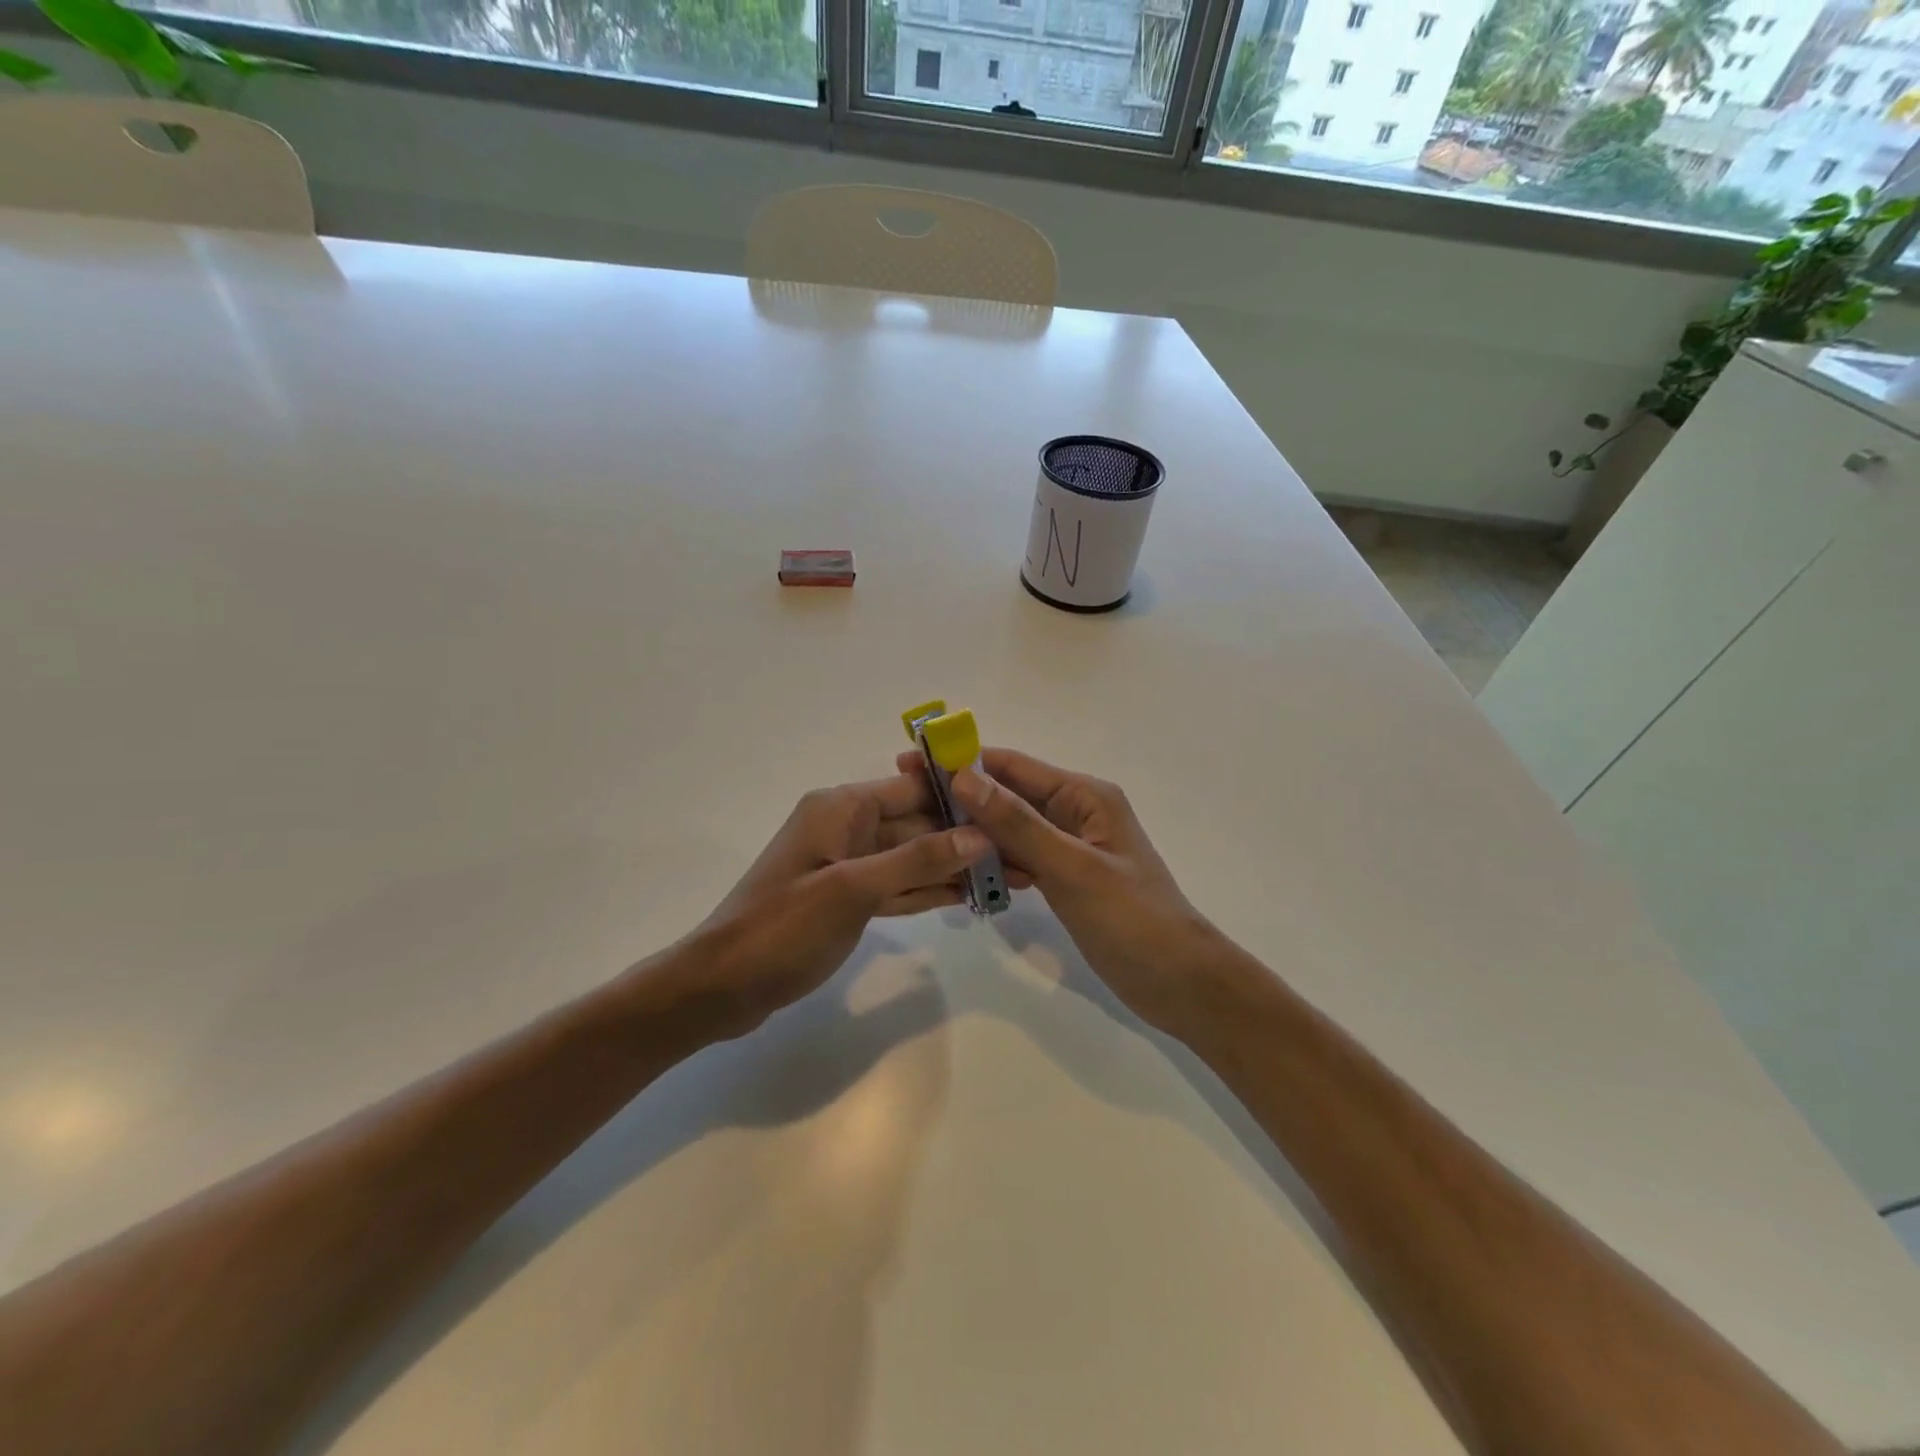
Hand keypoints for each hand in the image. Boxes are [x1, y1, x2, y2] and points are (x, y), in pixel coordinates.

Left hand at [677, 774, 990, 1038]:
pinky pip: (897, 887)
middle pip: (917, 825)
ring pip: (912, 859)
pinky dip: (927, 891)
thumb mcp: (852, 889)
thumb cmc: (782, 928)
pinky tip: (967, 896)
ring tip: (1009, 877)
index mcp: (841, 808)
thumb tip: (978, 834)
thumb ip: (917, 860)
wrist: (721, 987)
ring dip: (953, 868)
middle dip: (965, 838)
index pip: (912, 789)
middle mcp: (847, 827)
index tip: (1010, 808)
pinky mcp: (848, 900)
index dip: (960, 797)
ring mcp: (848, 866)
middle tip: (1022, 854)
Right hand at [908, 747, 1224, 1038]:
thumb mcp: (1071, 868)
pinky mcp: (1067, 878)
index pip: (1013, 766)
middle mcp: (1076, 812)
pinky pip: (1022, 858)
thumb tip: (963, 776)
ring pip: (1012, 829)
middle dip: (962, 798)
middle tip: (907, 806)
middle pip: (1009, 795)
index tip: (912, 763)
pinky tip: (964, 873)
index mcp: (1084, 795)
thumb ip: (1017, 824)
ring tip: (924, 837)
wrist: (1180, 983)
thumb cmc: (1132, 919)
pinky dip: (995, 862)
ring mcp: (1071, 847)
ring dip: (974, 832)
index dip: (963, 761)